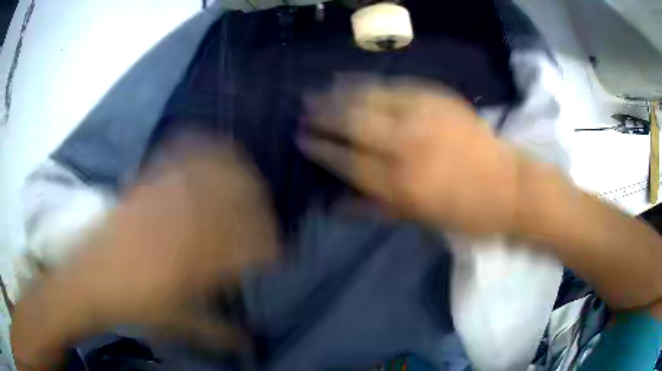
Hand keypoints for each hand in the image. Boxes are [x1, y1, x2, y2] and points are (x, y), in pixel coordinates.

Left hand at [12, 140, 278, 367]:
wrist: (90, 280)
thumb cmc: (137, 306)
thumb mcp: (181, 324)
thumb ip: (220, 332)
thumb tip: (250, 343)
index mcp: (200, 259)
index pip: (253, 245)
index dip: (271, 249)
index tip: (275, 257)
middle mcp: (189, 220)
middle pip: (241, 199)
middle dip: (261, 209)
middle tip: (263, 222)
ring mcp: (167, 195)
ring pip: (216, 171)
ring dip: (238, 174)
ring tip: (246, 182)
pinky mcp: (148, 183)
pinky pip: (181, 154)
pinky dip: (201, 147)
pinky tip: (209, 147)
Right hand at [299, 79, 520, 233]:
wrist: (508, 186)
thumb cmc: (464, 212)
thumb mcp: (418, 220)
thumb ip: (373, 209)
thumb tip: (334, 203)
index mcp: (400, 184)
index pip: (346, 160)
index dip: (320, 148)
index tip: (302, 138)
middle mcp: (407, 146)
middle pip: (353, 123)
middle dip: (324, 116)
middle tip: (304, 109)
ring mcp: (424, 116)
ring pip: (371, 98)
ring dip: (341, 94)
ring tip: (322, 91)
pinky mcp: (439, 99)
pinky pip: (396, 86)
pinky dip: (371, 83)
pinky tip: (356, 81)